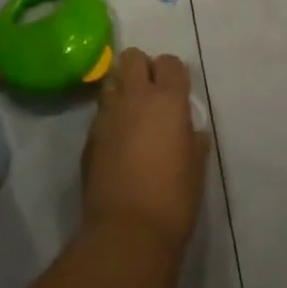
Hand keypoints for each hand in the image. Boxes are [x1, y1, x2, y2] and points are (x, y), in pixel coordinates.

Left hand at [81, 49, 210, 252]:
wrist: (128, 230)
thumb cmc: (174, 198)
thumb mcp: (196, 166)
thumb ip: (192, 139)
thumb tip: (190, 131)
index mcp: (167, 100)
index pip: (169, 62)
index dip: (174, 73)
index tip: (178, 91)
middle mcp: (134, 97)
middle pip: (132, 57)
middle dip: (142, 67)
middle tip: (152, 94)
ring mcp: (108, 114)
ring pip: (112, 80)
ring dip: (123, 88)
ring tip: (133, 113)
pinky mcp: (90, 136)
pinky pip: (101, 111)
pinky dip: (111, 116)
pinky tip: (119, 141)